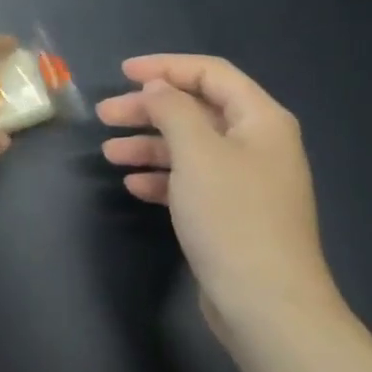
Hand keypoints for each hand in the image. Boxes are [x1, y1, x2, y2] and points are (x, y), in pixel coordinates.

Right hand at [97, 54, 341, 337]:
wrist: (267, 305)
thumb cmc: (232, 216)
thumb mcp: (196, 152)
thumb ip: (173, 109)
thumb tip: (158, 88)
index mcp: (261, 119)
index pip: (211, 73)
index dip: (166, 66)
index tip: (123, 73)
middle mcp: (257, 144)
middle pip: (196, 110)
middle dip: (149, 109)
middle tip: (105, 115)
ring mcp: (246, 182)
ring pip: (190, 148)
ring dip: (149, 145)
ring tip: (110, 154)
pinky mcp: (232, 214)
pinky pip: (192, 182)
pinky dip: (162, 178)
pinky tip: (134, 187)